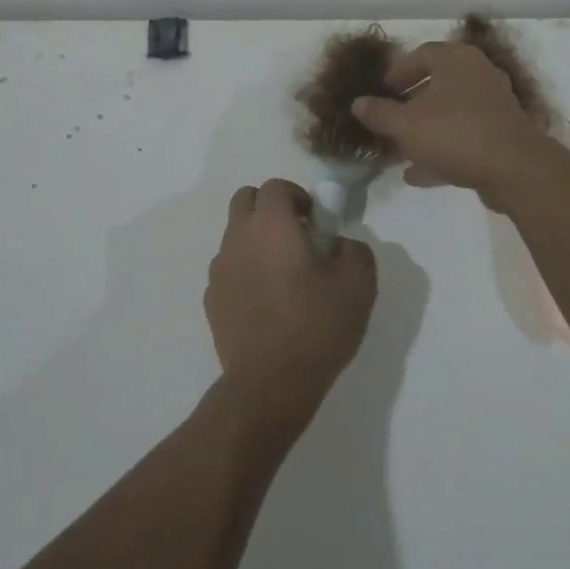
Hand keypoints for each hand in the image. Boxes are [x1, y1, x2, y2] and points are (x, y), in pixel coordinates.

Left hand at [206, 179, 375, 430]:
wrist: (271, 382)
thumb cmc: (317, 325)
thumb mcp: (358, 283)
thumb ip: (354, 249)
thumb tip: (339, 244)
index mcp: (271, 224)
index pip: (275, 186)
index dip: (297, 196)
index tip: (315, 221)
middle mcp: (238, 237)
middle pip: (245, 200)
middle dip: (269, 208)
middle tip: (296, 236)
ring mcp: (219, 268)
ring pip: (234, 234)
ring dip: (255, 240)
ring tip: (282, 274)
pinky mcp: (211, 298)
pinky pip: (228, 269)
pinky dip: (244, 271)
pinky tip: (265, 301)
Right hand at [351, 42, 555, 209]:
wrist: (515, 169)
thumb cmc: (454, 133)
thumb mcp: (405, 124)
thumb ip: (379, 113)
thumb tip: (358, 103)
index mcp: (456, 59)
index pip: (421, 54)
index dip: (397, 72)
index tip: (381, 92)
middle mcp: (479, 74)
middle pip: (437, 84)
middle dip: (410, 104)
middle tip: (389, 119)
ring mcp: (494, 105)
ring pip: (451, 113)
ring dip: (425, 130)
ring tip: (399, 150)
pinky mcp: (502, 134)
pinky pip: (464, 136)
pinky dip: (442, 150)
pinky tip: (418, 174)